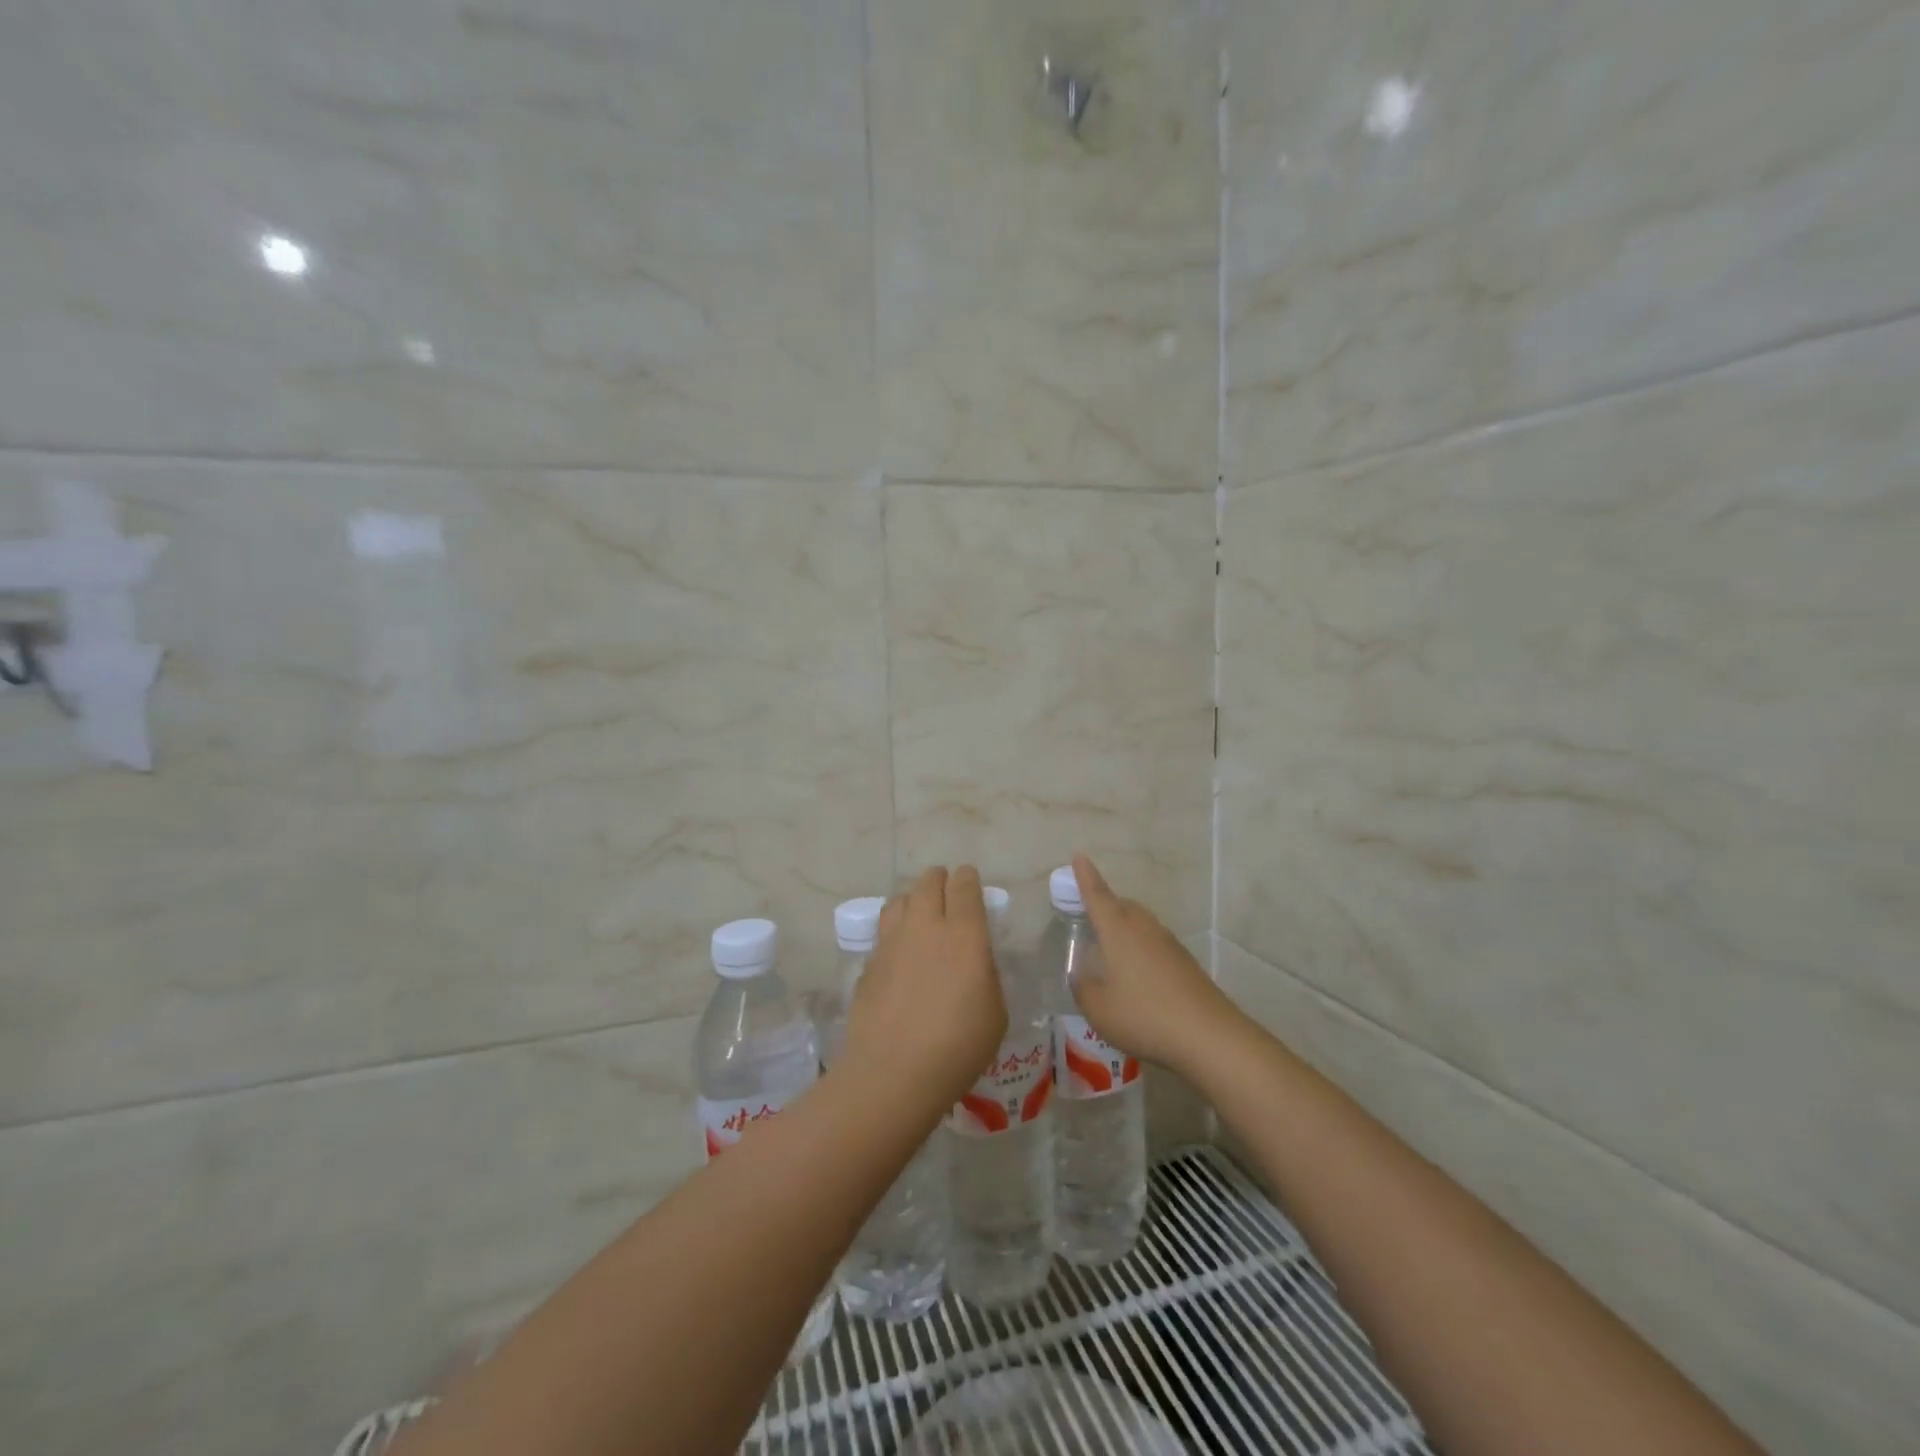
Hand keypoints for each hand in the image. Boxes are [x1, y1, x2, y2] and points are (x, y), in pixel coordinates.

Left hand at [844, 865, 1006, 1111]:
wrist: (893, 1073)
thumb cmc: (958, 1046)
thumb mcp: (995, 1012)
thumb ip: (986, 974)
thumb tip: (974, 959)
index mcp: (964, 934)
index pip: (964, 886)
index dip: (968, 878)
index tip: (970, 880)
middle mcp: (925, 927)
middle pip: (928, 883)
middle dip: (939, 880)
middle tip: (946, 889)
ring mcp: (892, 942)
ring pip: (900, 900)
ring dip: (913, 899)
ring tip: (919, 913)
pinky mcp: (869, 963)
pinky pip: (884, 932)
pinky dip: (895, 931)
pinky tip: (900, 952)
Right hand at [1069, 853, 1237, 1075]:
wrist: (1209, 1036)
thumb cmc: (1144, 1016)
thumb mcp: (1098, 1008)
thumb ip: (1083, 988)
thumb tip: (1082, 976)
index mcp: (1118, 931)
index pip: (1097, 896)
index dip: (1085, 876)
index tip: (1078, 855)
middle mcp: (1144, 928)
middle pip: (1122, 906)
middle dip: (1106, 906)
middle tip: (1091, 920)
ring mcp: (1169, 944)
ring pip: (1141, 924)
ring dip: (1125, 930)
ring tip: (1112, 953)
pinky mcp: (1186, 963)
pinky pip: (1155, 944)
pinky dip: (1142, 950)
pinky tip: (1138, 978)